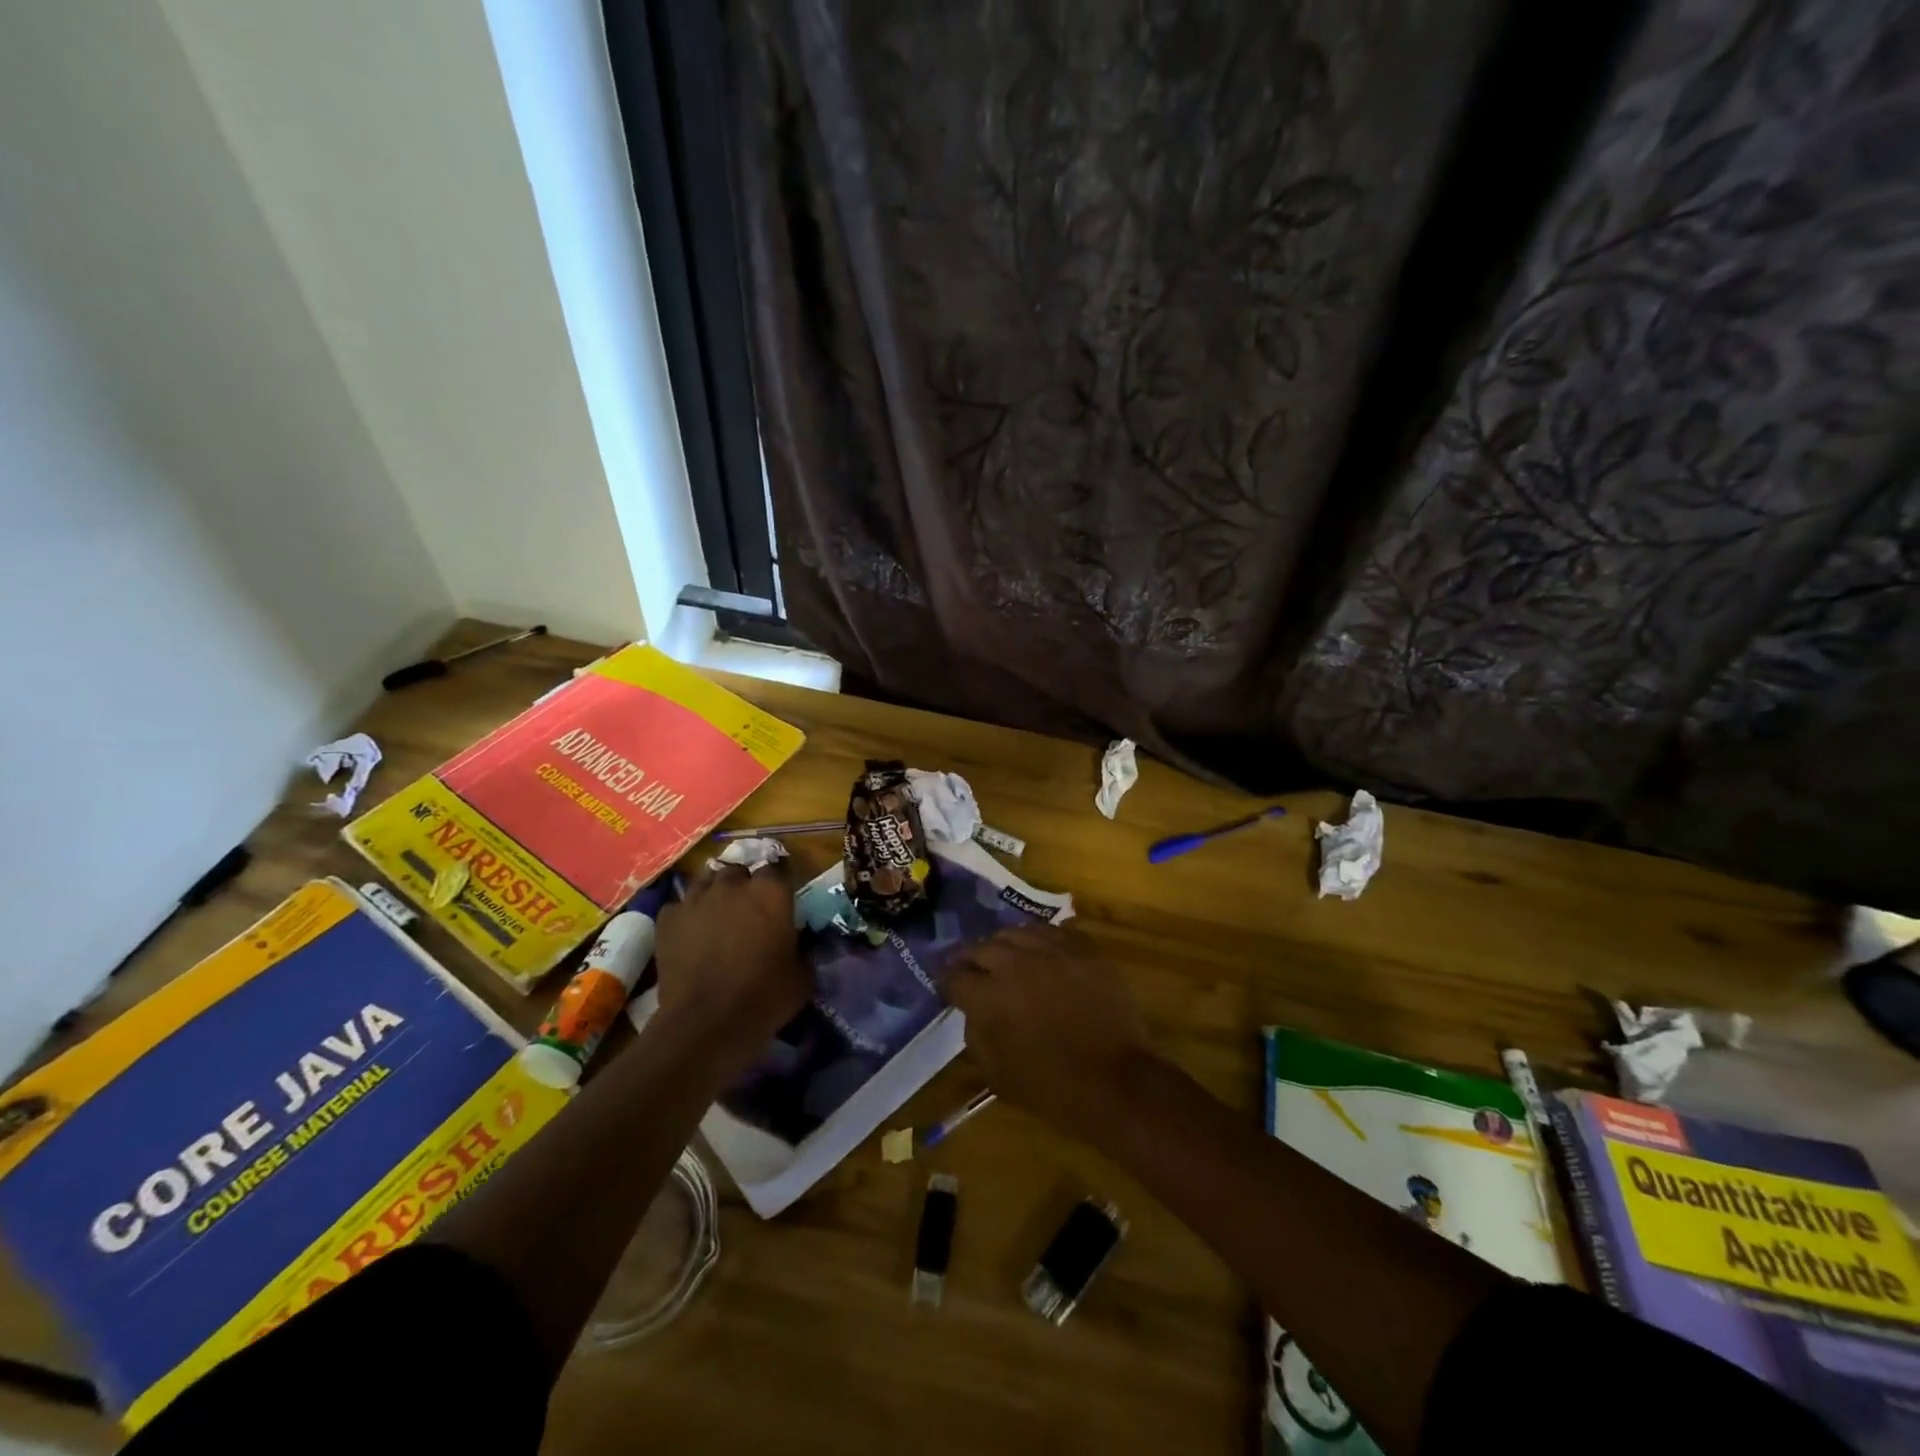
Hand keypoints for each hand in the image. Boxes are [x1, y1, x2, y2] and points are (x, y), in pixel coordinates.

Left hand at [652, 861, 810, 1059]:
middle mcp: (733, 885)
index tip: (779, 903)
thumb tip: (798, 942)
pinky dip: (686, 915)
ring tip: (717, 914)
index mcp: (771, 892)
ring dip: (714, 893)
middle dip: (743, 885)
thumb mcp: (802, 975)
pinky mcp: (667, 919)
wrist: (706, 1023)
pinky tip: (690, 933)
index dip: (777, 886)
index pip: (777, 869)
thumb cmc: (763, 997)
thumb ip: (802, 948)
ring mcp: (696, 899)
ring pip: (706, 880)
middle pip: (739, 871)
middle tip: (748, 911)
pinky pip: (679, 906)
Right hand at [944, 923, 1155, 1146]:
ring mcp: (1052, 951)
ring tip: (1005, 955)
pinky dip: (1040, 940)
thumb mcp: (996, 1074)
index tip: (947, 985)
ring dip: (1004, 944)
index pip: (954, 976)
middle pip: (981, 947)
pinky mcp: (1082, 949)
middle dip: (970, 959)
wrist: (1114, 1082)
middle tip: (970, 968)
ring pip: (1016, 932)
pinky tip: (1040, 951)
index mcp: (988, 996)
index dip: (946, 981)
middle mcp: (1015, 964)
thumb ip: (975, 1035)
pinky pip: (1053, 932)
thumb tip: (973, 1011)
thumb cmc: (1050, 1087)